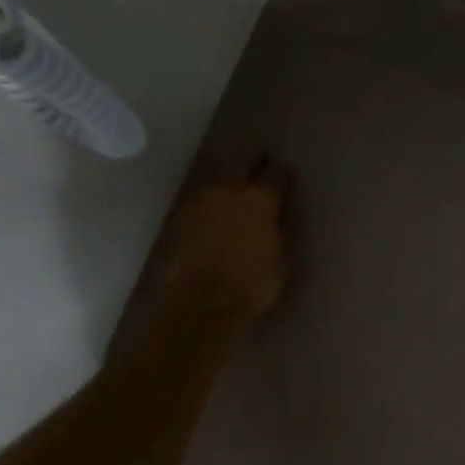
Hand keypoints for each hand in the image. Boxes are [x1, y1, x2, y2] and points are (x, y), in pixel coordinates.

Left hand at [165, 154, 290, 319]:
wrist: (204, 303)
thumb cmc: (254, 285)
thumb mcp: (281, 258)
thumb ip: (276, 230)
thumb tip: (272, 220)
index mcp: (260, 199)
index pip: (276, 173)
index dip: (281, 174)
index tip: (284, 176)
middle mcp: (229, 190)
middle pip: (242, 162)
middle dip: (253, 162)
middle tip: (260, 165)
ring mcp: (200, 201)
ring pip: (217, 176)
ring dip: (228, 179)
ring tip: (235, 188)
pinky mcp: (180, 217)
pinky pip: (200, 198)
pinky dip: (210, 201)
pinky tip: (215, 210)